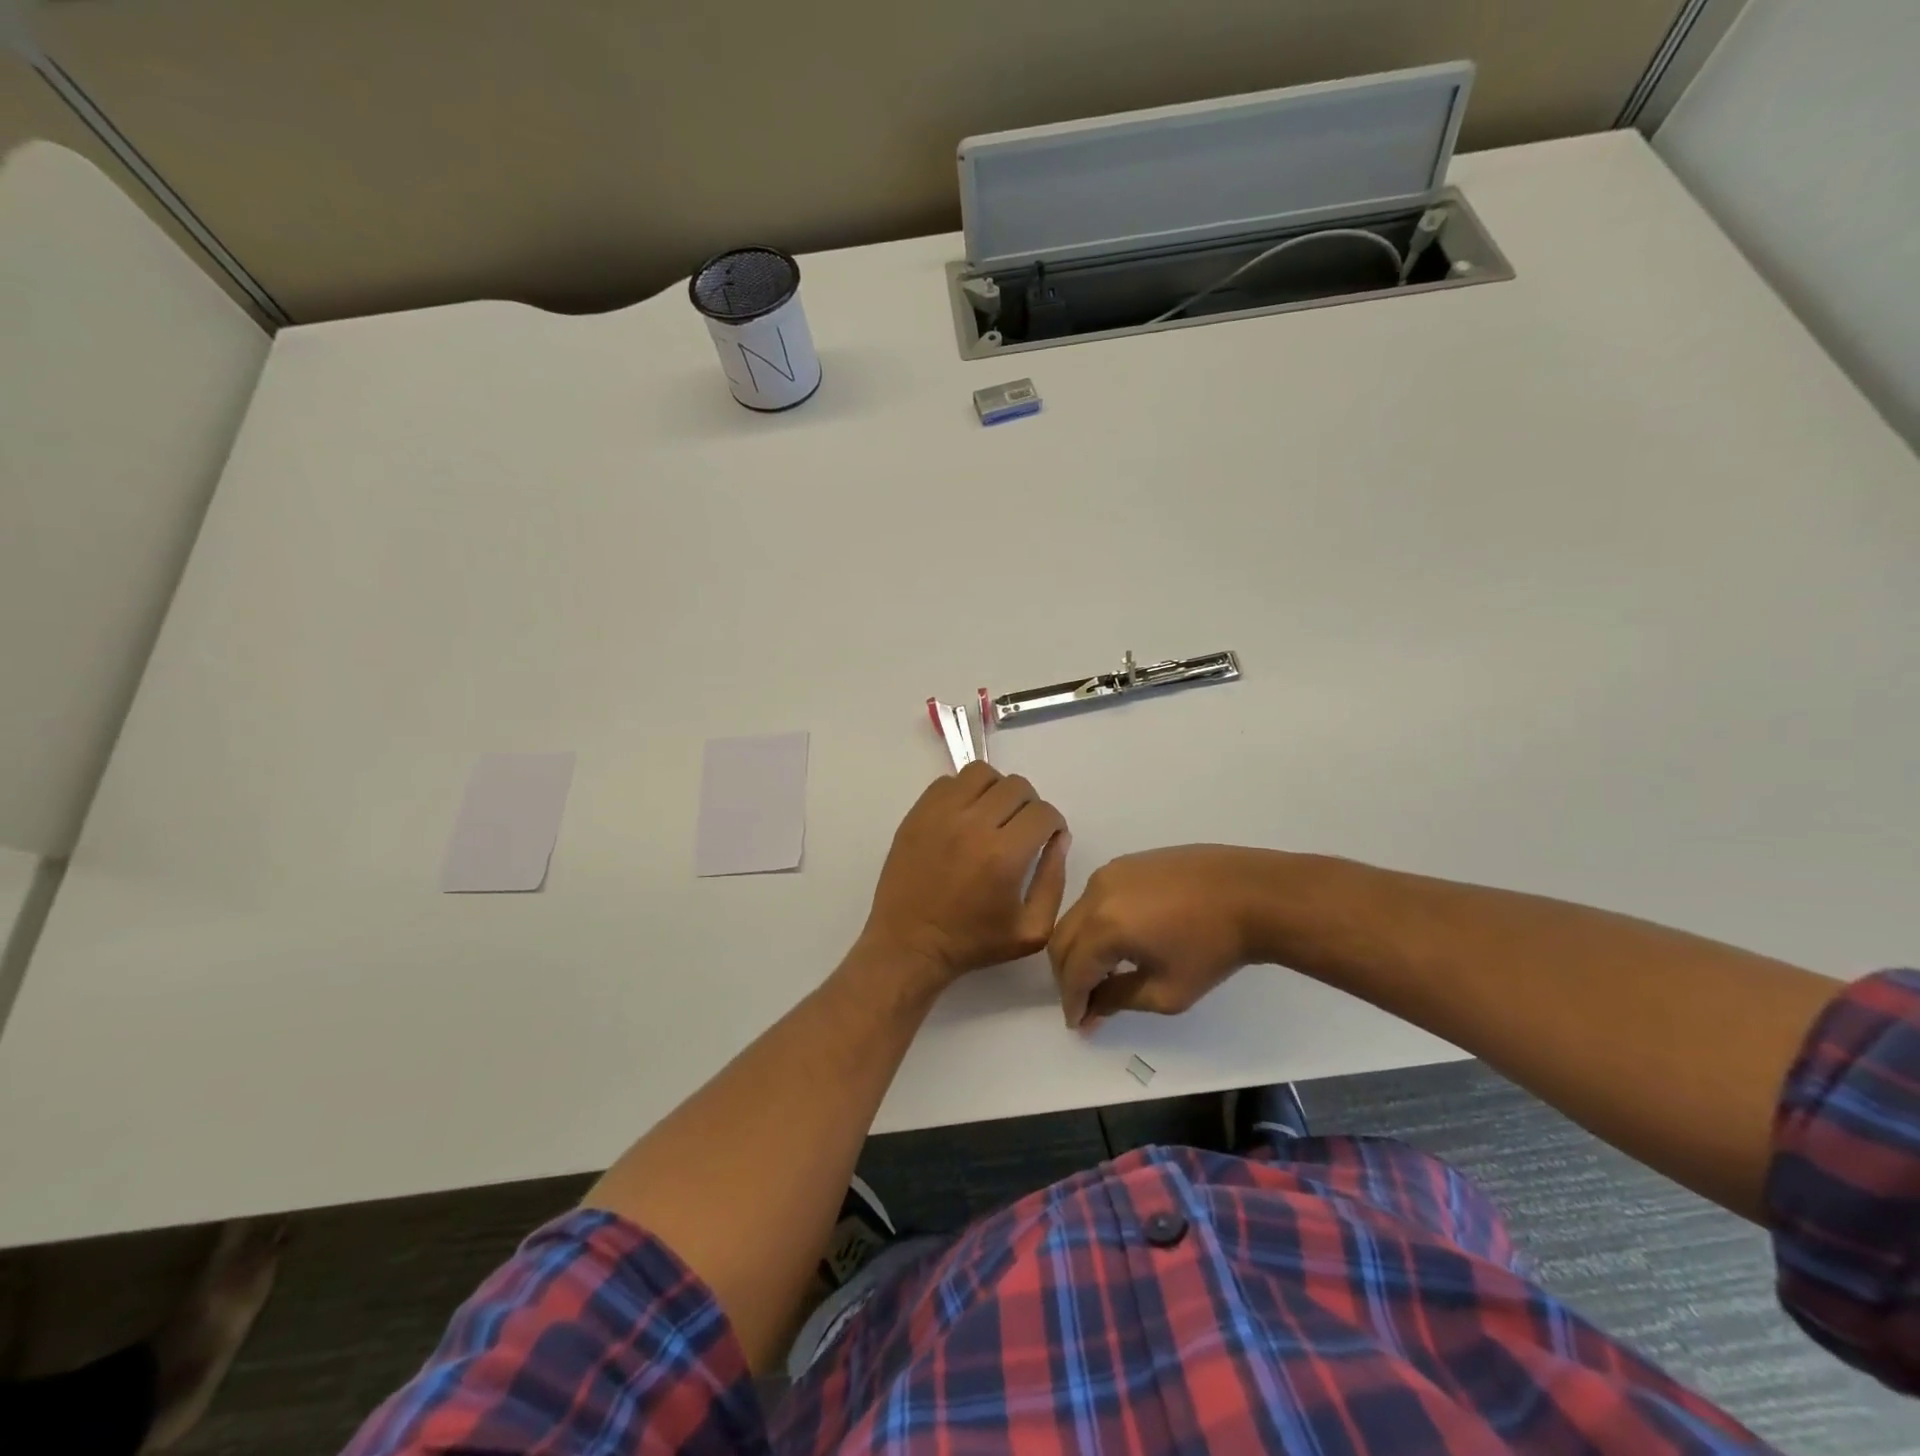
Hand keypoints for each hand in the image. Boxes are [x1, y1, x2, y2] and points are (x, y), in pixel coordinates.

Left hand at [863, 762, 1070, 983]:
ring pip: (982, 774)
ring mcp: (941, 814)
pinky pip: (948, 782)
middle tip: (1021, 828)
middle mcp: (973, 825)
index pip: (1043, 812)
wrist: (909, 945)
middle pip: (1017, 786)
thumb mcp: (1032, 930)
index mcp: (1004, 855)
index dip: (1052, 824)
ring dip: (996, 790)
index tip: (1046, 838)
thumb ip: (1054, 881)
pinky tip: (964, 818)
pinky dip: (963, 792)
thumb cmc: (973, 943)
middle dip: (1029, 805)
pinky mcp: (917, 813)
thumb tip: (1059, 839)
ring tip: (992, 815)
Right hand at [1048, 846, 1269, 1025]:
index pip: (1072, 970)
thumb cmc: (1213, 948)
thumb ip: (1119, 1000)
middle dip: (1068, 975)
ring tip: (1103, 974)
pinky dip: (1096, 924)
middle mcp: (1096, 893)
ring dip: (1081, 948)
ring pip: (1077, 916)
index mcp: (1104, 926)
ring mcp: (1111, 872)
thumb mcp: (1168, 991)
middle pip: (1063, 939)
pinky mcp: (1127, 863)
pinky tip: (1121, 942)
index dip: (1072, 1001)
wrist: (1252, 894)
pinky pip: (1096, 897)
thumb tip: (1092, 1009)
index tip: (1078, 1024)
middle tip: (1084, 1003)